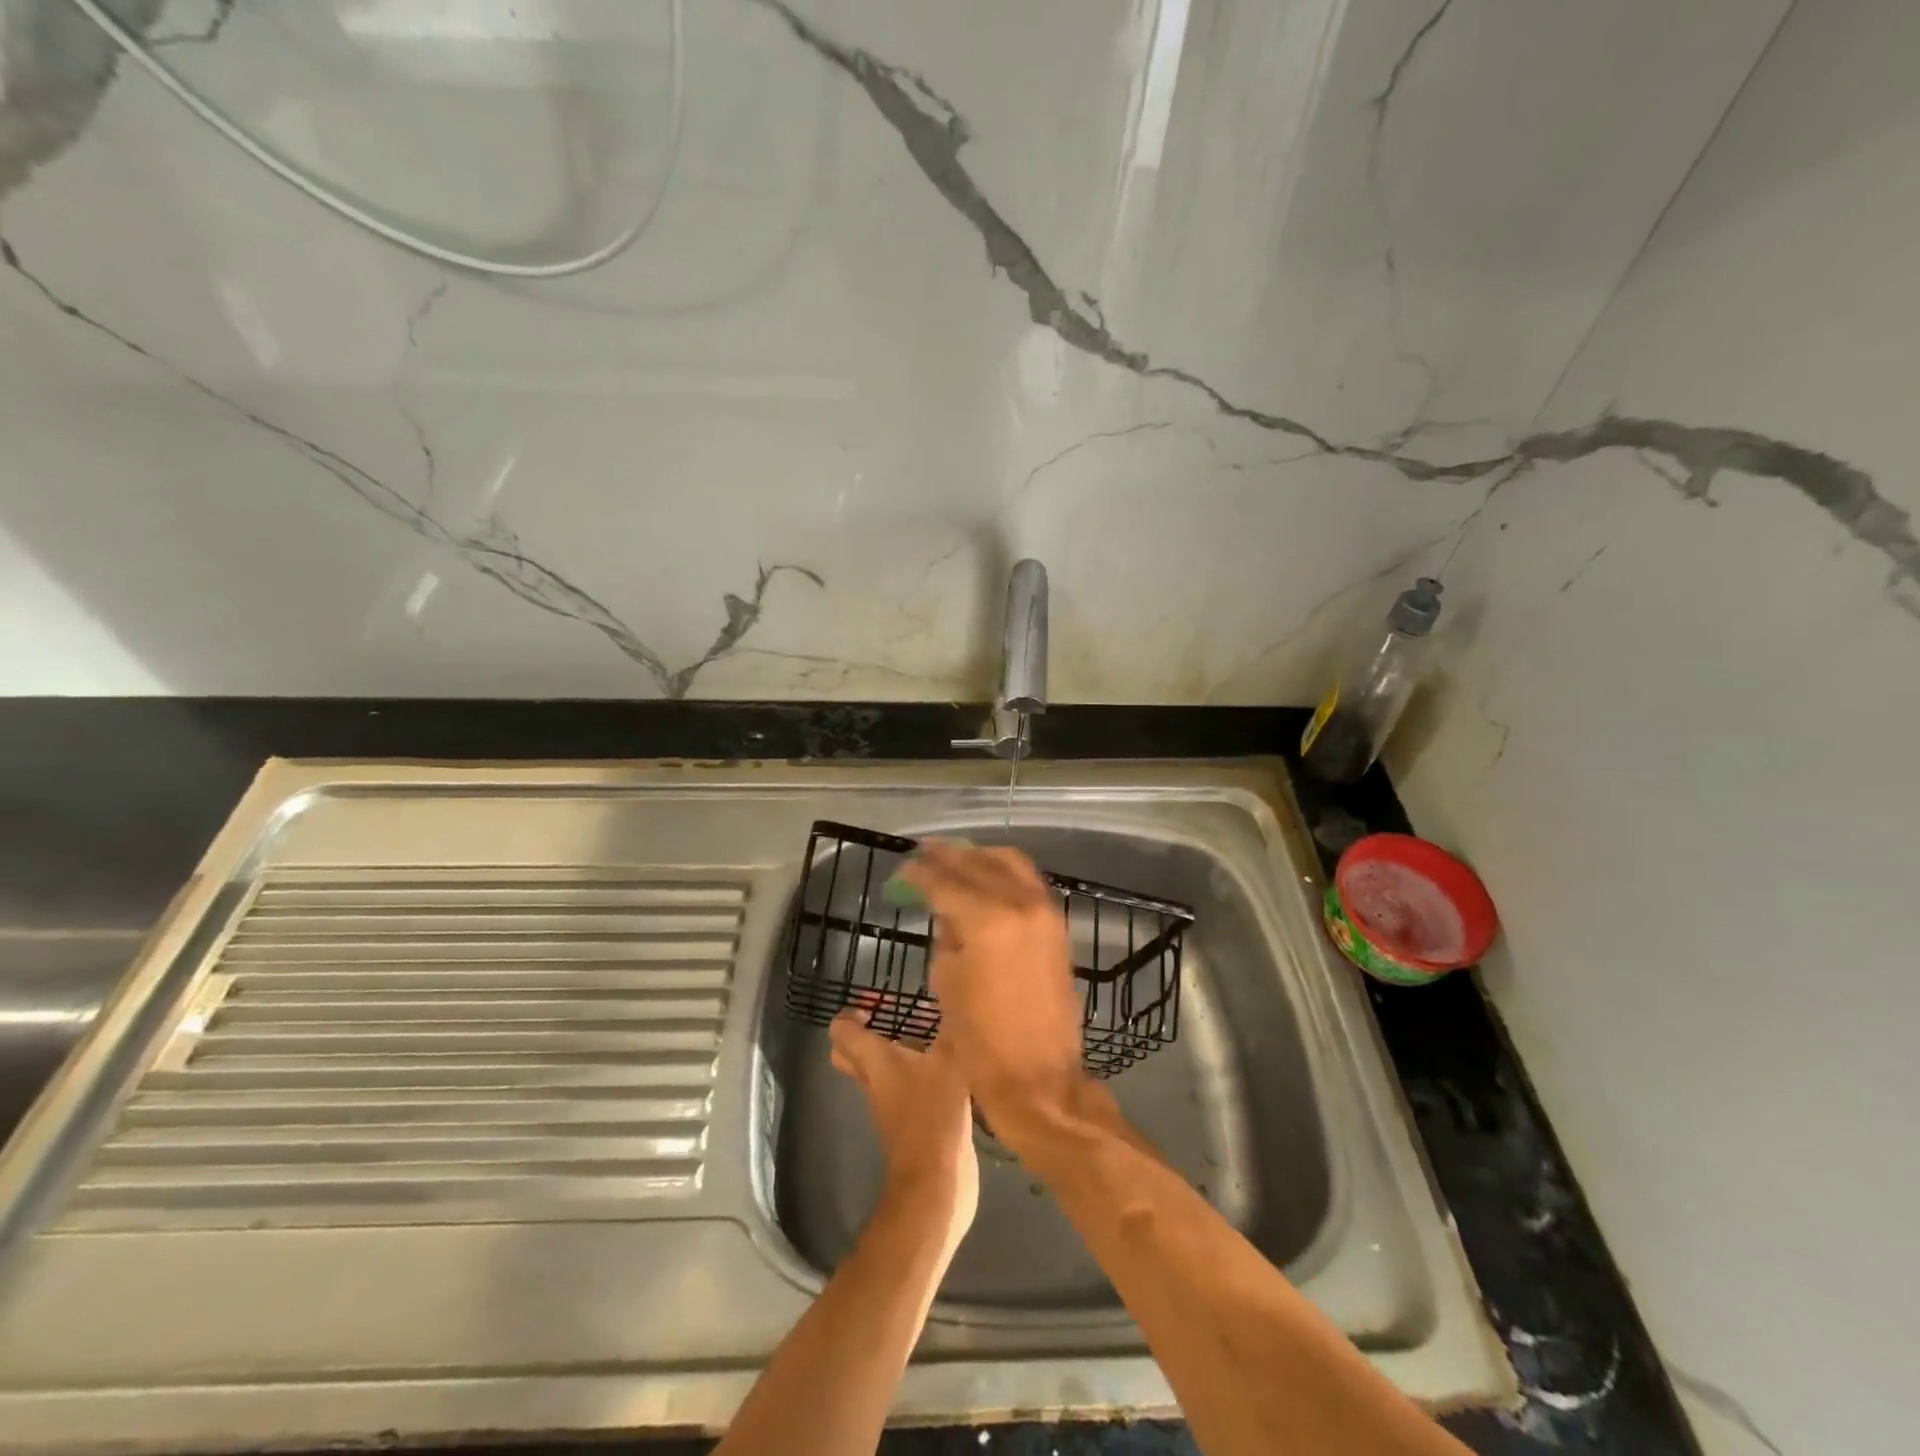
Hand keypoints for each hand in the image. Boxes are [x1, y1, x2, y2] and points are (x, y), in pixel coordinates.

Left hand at [829, 1007, 978, 1252]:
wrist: (936, 1181)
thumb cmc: (934, 1113)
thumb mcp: (949, 1061)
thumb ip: (951, 1029)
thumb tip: (956, 997)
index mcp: (875, 1062)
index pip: (841, 1033)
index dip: (850, 1015)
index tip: (875, 1005)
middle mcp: (875, 1082)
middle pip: (850, 1056)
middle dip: (865, 1034)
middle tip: (893, 1018)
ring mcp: (891, 1106)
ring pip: (879, 1073)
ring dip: (897, 1053)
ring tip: (931, 1034)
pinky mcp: (910, 1122)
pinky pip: (904, 1089)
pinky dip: (918, 1075)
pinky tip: (948, 1066)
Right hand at [896, 841, 1089, 1147]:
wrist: (1039, 1077)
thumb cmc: (981, 1041)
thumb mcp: (948, 983)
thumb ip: (947, 936)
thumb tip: (948, 913)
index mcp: (986, 920)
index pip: (944, 881)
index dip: (918, 873)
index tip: (901, 871)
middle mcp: (1019, 904)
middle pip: (978, 863)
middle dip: (947, 856)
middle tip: (923, 854)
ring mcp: (1044, 911)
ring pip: (1010, 862)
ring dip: (979, 857)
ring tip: (954, 859)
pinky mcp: (1057, 924)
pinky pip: (1028, 881)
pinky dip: (1005, 872)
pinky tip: (986, 879)